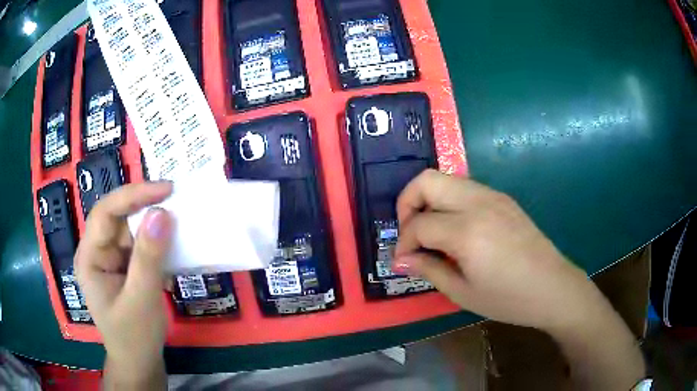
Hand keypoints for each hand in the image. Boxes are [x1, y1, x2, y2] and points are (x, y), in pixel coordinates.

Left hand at [74, 181, 173, 384]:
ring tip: (179, 221)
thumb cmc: (134, 337)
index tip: (166, 189)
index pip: (105, 212)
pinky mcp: (126, 266)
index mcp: (89, 257)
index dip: (133, 194)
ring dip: (154, 225)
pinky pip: (141, 245)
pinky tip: (173, 248)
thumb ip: (149, 258)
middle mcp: (97, 251)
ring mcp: (111, 258)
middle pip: (118, 216)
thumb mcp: (141, 300)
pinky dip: (158, 243)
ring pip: (132, 229)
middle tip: (176, 200)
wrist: (139, 363)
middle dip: (145, 206)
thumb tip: (162, 213)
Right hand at [392, 169, 595, 331]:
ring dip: (429, 200)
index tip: (403, 260)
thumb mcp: (463, 293)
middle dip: (407, 203)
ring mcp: (493, 195)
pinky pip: (464, 188)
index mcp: (467, 231)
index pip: (419, 224)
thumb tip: (401, 259)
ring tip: (431, 232)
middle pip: (426, 180)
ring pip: (445, 179)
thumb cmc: (508, 299)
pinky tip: (455, 229)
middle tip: (410, 233)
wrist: (553, 287)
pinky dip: (448, 202)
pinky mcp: (502, 198)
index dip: (404, 242)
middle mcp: (478, 202)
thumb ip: (428, 269)